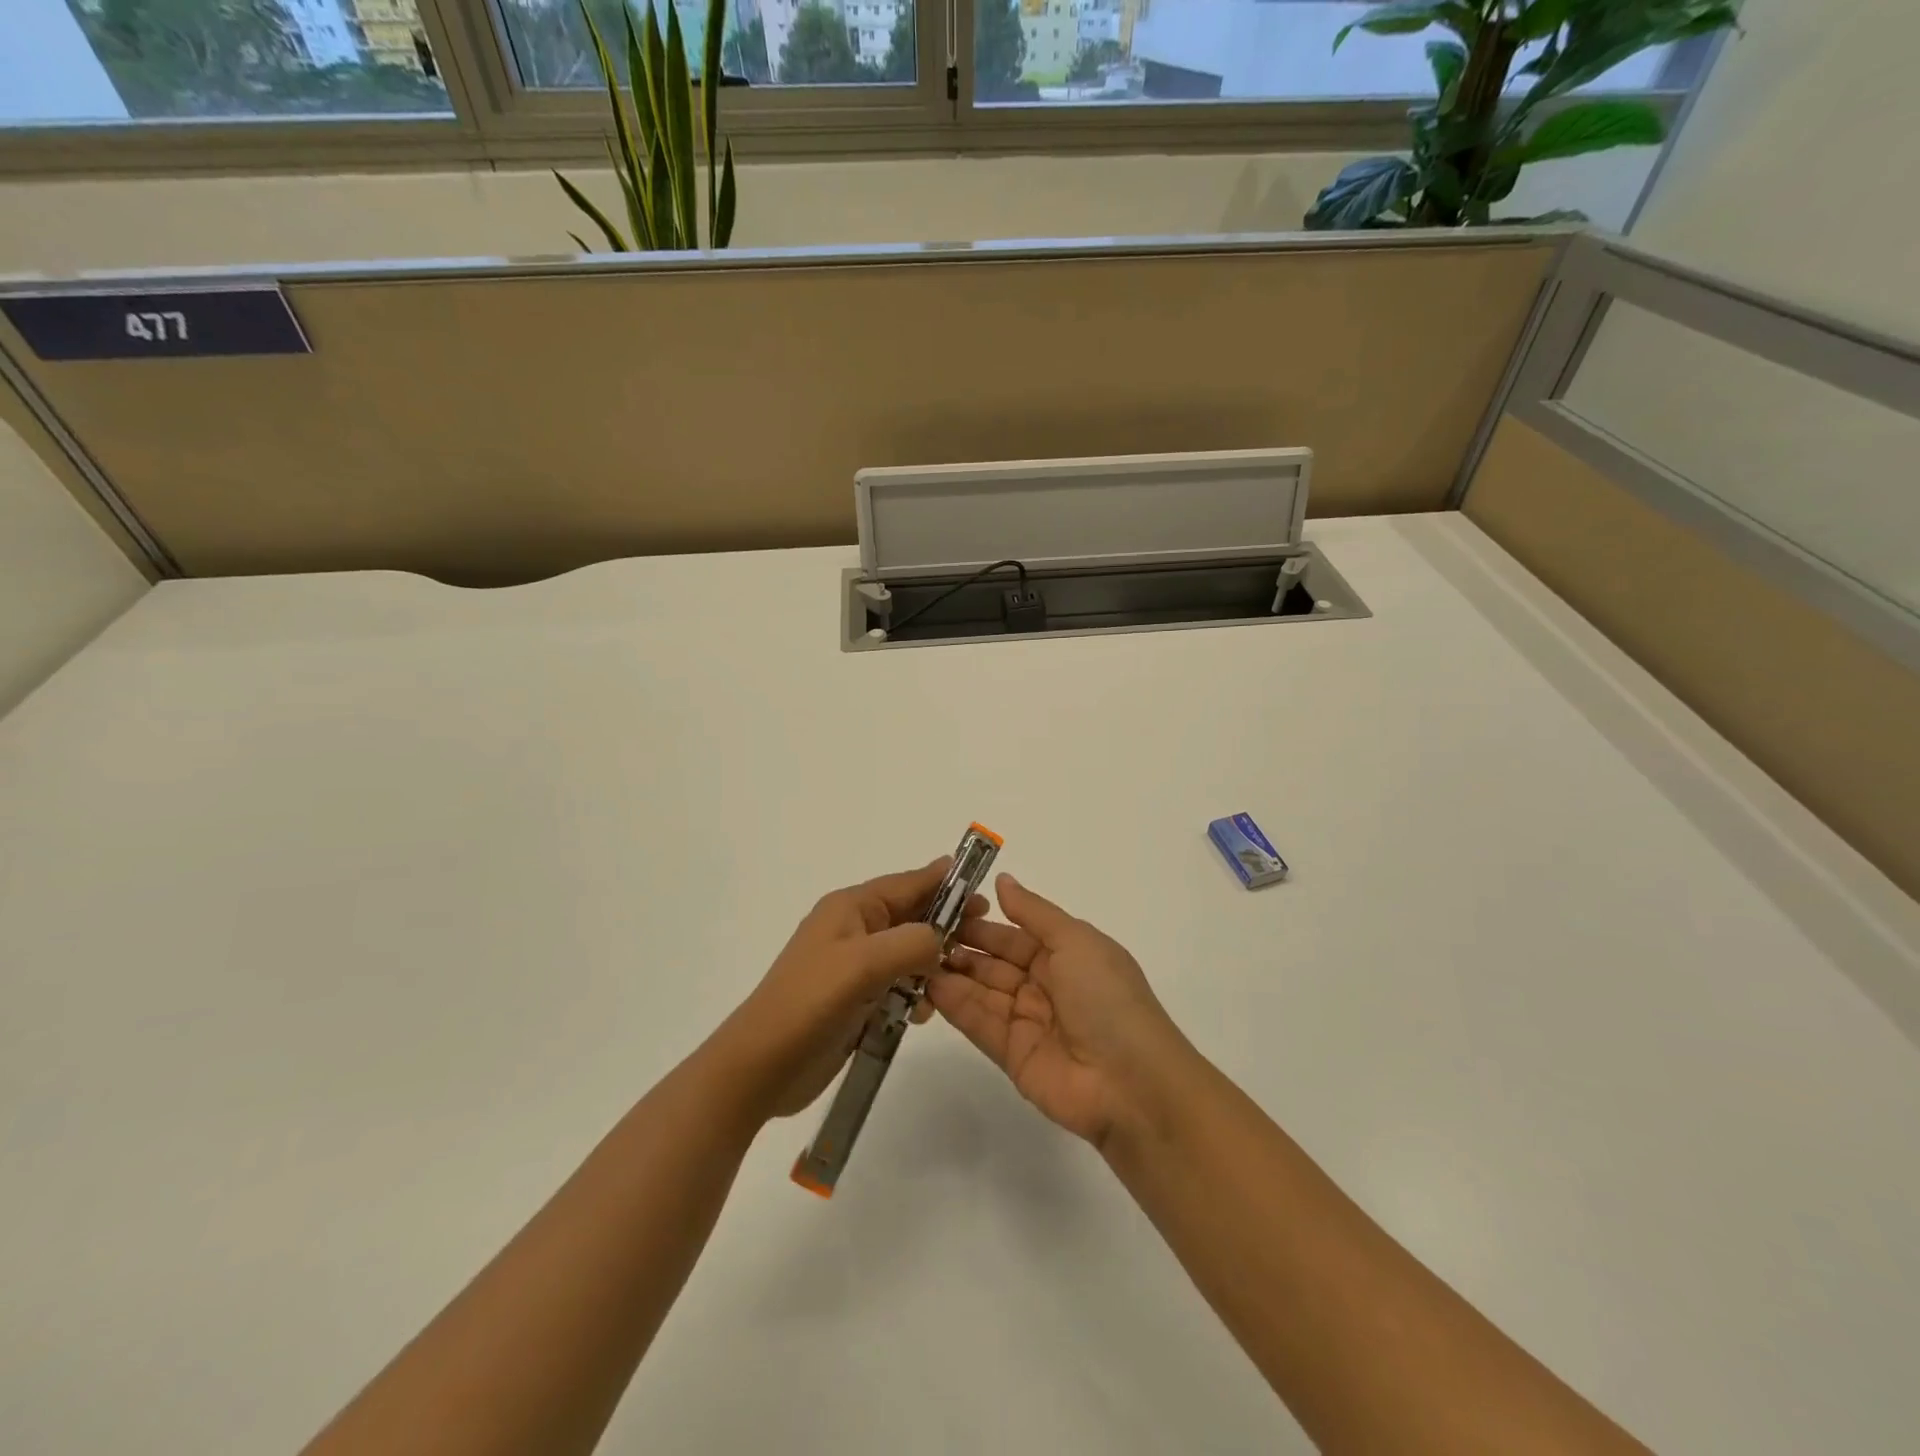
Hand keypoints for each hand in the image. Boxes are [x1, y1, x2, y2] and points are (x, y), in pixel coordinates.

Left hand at [707, 860, 984, 1124]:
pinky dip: (914, 994)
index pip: (906, 883)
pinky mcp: (855, 1000)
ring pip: (907, 953)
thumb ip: (911, 943)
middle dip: (944, 925)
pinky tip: (923, 1013)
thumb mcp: (863, 964)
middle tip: (982, 936)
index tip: (981, 888)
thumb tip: (940, 938)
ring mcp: (853, 967)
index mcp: (850, 908)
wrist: (760, 1067)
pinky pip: (897, 985)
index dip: (944, 883)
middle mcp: (853, 930)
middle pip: (910, 917)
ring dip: (931, 964)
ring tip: (954, 980)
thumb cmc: (810, 1004)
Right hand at [926, 874, 1194, 1148]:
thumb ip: (1034, 912)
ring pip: (982, 991)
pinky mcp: (1011, 1055)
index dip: (982, 922)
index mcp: (1065, 955)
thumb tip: (1002, 880)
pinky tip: (927, 984)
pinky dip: (955, 1004)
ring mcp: (1027, 1021)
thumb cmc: (1106, 997)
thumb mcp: (1076, 941)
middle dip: (962, 946)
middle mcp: (1044, 985)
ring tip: (916, 955)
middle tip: (920, 932)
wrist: (1129, 1082)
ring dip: (952, 973)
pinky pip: (979, 1023)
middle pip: (995, 961)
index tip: (944, 908)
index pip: (1014, 934)